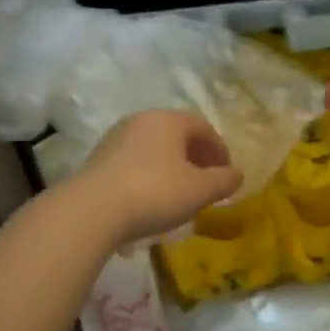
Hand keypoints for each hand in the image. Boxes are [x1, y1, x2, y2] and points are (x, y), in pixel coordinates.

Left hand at [73, 111, 244, 241]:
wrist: (92, 210)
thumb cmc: (155, 192)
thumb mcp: (200, 190)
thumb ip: (224, 180)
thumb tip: (238, 174)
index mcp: (168, 120)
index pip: (203, 126)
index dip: (220, 149)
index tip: (227, 173)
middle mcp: (141, 121)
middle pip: (177, 135)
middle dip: (196, 157)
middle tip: (207, 182)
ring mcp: (115, 138)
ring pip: (154, 148)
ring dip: (172, 167)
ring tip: (180, 193)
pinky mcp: (98, 160)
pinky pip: (134, 162)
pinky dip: (150, 175)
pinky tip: (152, 199)